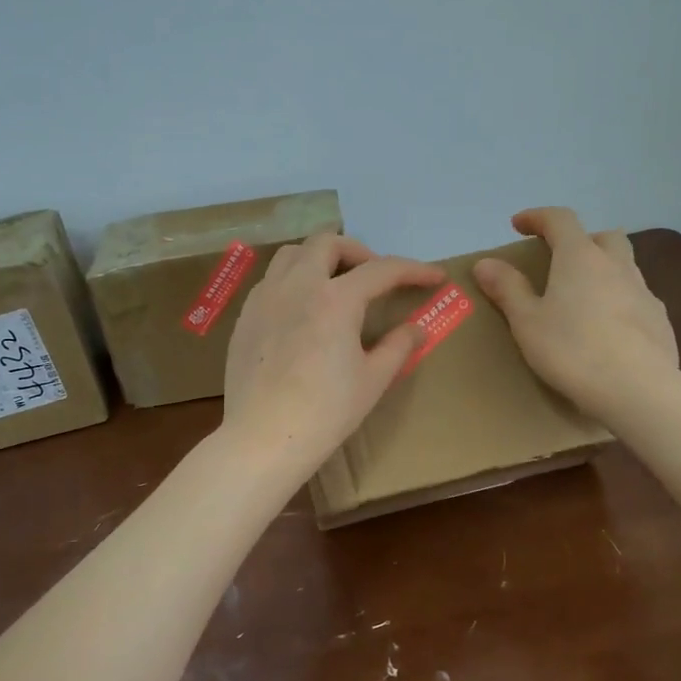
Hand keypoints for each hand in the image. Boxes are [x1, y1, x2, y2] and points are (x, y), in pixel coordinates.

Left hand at [221, 233, 444, 479]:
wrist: (264, 438)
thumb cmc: (326, 412)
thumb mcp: (373, 380)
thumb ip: (398, 346)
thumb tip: (417, 328)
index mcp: (335, 299)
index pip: (381, 270)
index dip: (413, 270)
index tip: (435, 277)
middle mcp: (297, 285)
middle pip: (328, 243)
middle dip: (359, 252)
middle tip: (374, 277)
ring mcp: (265, 298)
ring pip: (293, 254)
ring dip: (319, 258)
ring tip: (334, 284)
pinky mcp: (245, 317)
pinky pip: (271, 280)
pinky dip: (293, 280)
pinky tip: (302, 310)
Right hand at [473, 207, 678, 423]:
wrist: (637, 389)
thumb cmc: (572, 351)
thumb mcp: (527, 322)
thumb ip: (507, 289)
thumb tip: (485, 262)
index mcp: (580, 258)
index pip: (560, 219)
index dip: (537, 217)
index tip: (519, 224)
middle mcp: (616, 265)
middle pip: (602, 236)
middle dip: (580, 240)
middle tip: (560, 260)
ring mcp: (644, 291)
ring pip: (624, 265)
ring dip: (603, 269)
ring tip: (583, 297)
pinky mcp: (660, 320)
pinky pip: (636, 297)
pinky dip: (619, 300)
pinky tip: (607, 328)